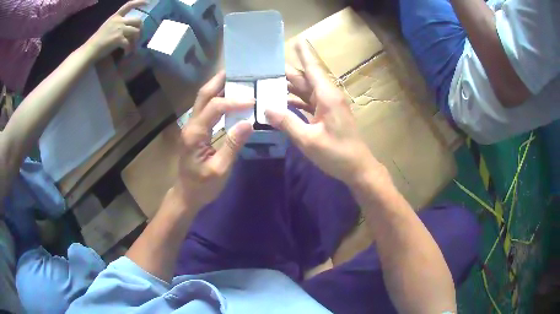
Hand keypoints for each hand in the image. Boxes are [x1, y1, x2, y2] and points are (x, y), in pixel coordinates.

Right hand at [84, 0, 145, 58]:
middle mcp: (119, 21)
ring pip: (136, 31)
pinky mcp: (118, 39)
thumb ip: (118, 23)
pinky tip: (126, 53)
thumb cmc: (98, 39)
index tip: (147, 3)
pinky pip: (129, 44)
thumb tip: (129, 26)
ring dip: (136, 40)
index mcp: (116, 16)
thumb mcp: (108, 25)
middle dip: (141, 28)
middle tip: (138, 36)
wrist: (90, 49)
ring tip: (132, 46)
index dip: (139, 2)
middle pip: (138, 20)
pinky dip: (129, 49)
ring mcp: (119, 29)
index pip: (129, 5)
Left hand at [175, 71, 253, 210]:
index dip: (234, 102)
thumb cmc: (202, 186)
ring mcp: (192, 125)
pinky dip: (218, 98)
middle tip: (238, 70)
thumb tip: (248, 122)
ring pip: (203, 98)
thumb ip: (232, 145)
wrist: (186, 195)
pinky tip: (230, 97)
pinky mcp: (196, 129)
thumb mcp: (220, 170)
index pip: (215, 108)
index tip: (253, 101)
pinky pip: (206, 108)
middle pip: (203, 95)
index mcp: (195, 134)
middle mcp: (190, 124)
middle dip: (220, 80)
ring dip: (218, 86)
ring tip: (236, 78)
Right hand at [265, 42, 381, 184]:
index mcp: (327, 96)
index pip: (312, 69)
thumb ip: (287, 123)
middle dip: (286, 72)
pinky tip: (281, 101)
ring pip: (306, 90)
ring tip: (267, 82)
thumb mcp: (309, 140)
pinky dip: (295, 100)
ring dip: (289, 87)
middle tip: (264, 68)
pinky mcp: (327, 115)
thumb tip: (266, 108)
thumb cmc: (337, 153)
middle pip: (305, 78)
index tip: (297, 39)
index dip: (304, 54)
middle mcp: (328, 96)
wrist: (357, 168)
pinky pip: (308, 102)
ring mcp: (328, 106)